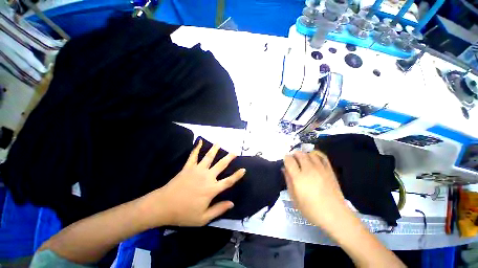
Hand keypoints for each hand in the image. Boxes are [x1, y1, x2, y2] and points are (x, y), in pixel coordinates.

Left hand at [140, 140, 245, 227]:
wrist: (163, 206)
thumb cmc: (184, 214)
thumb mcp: (203, 218)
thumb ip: (219, 209)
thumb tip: (232, 203)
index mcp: (212, 189)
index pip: (229, 181)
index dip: (237, 175)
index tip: (243, 169)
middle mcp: (207, 177)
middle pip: (221, 165)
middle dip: (229, 158)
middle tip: (235, 152)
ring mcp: (197, 170)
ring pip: (209, 157)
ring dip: (215, 149)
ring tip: (219, 143)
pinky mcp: (188, 167)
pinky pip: (193, 156)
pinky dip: (196, 148)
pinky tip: (199, 141)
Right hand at [283, 151, 349, 229]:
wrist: (335, 215)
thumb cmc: (311, 209)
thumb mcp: (294, 198)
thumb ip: (288, 181)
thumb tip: (284, 169)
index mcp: (298, 177)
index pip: (289, 160)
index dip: (286, 159)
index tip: (286, 162)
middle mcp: (309, 170)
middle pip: (299, 154)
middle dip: (294, 155)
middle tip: (294, 161)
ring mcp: (320, 169)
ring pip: (309, 153)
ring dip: (304, 155)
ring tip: (303, 161)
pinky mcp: (329, 170)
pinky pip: (322, 156)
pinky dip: (316, 154)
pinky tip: (313, 158)